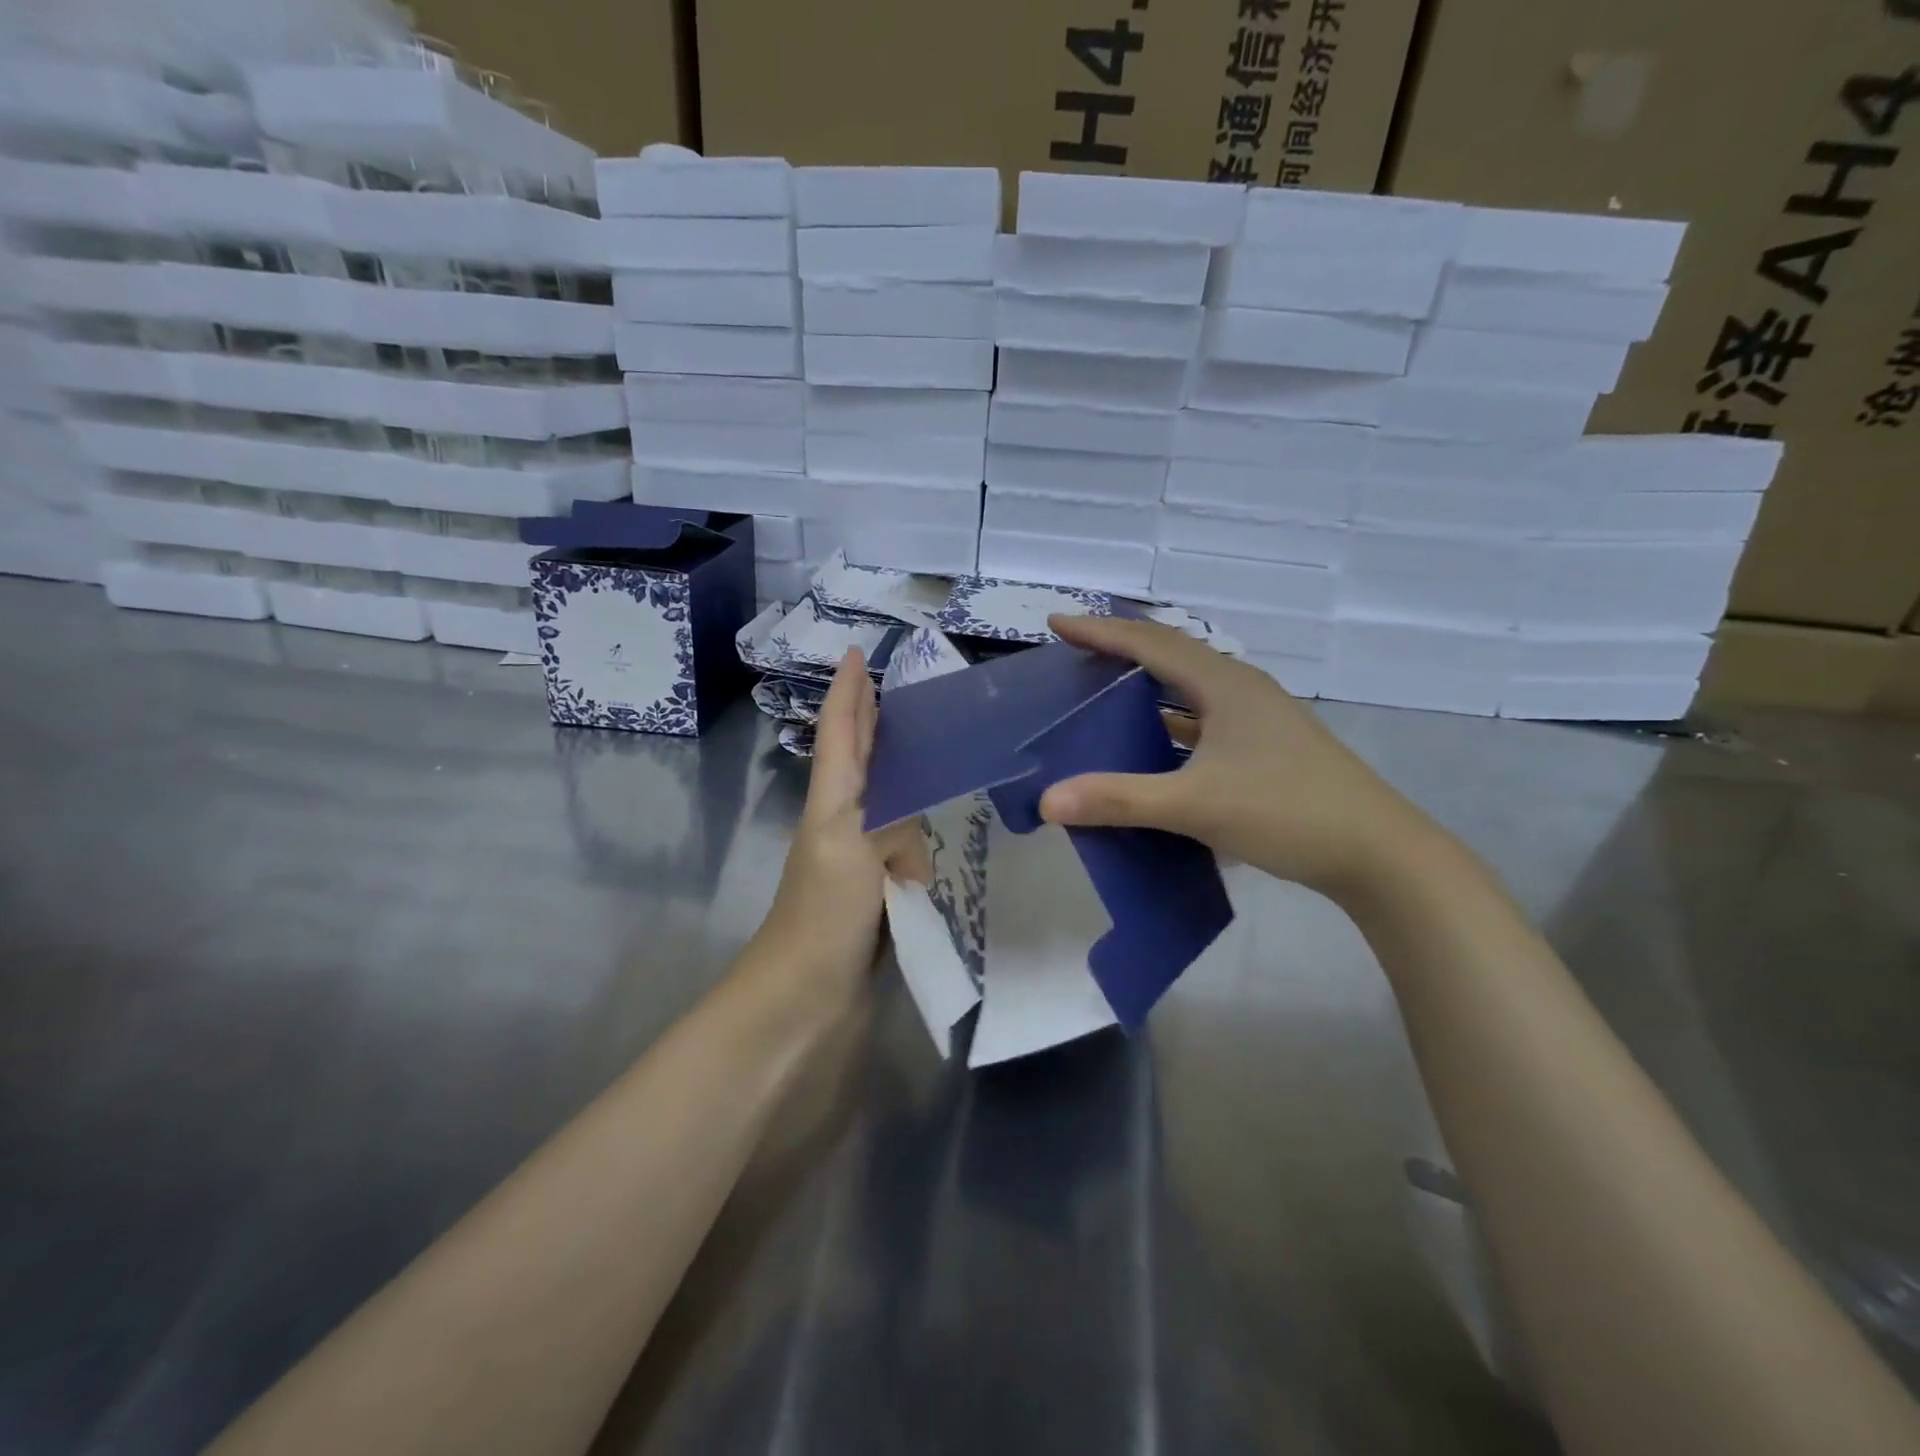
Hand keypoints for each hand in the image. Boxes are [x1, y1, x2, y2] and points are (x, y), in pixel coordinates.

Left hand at [753, 648, 930, 1003]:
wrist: (800, 1011)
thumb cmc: (821, 921)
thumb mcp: (853, 854)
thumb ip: (893, 825)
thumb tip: (920, 837)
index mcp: (833, 808)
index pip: (842, 736)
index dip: (849, 694)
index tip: (857, 652)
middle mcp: (846, 830)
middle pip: (859, 764)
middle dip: (871, 725)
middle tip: (895, 690)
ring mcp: (862, 868)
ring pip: (888, 804)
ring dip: (903, 772)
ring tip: (937, 748)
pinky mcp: (882, 904)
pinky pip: (909, 852)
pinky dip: (925, 830)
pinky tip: (948, 829)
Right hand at [1038, 615, 1452, 905]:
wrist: (1378, 854)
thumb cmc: (1287, 812)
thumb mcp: (1196, 805)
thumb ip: (1120, 799)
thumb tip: (1048, 800)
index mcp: (1225, 685)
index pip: (1151, 643)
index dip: (1101, 631)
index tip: (1056, 622)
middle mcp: (1241, 690)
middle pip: (1172, 656)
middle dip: (1121, 650)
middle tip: (1076, 655)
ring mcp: (1258, 719)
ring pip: (1190, 689)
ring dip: (1147, 686)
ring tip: (1104, 693)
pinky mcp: (1265, 748)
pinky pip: (1204, 720)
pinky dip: (1169, 722)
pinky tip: (1152, 744)